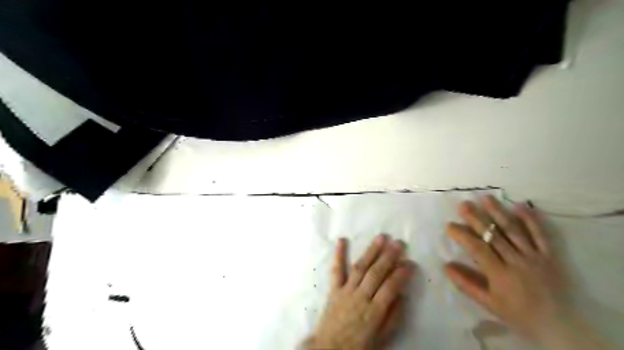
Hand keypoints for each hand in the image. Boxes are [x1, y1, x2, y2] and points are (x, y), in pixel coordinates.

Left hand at [307, 236, 414, 349]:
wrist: (330, 349)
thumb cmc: (359, 345)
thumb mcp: (382, 338)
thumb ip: (393, 317)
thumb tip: (402, 296)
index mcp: (374, 312)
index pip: (390, 288)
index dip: (401, 274)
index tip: (410, 263)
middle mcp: (360, 298)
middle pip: (376, 273)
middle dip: (388, 257)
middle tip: (398, 243)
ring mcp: (346, 291)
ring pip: (360, 268)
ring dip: (371, 251)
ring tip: (381, 238)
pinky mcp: (334, 289)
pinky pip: (336, 270)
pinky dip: (338, 255)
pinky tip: (341, 240)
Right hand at [444, 198, 569, 344]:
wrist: (559, 326)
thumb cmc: (518, 314)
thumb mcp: (488, 304)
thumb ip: (466, 284)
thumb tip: (446, 266)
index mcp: (500, 274)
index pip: (478, 249)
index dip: (463, 235)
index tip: (450, 225)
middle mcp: (517, 261)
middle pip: (494, 235)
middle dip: (477, 218)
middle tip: (464, 204)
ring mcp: (535, 256)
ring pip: (514, 231)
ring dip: (499, 213)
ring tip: (486, 198)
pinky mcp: (550, 255)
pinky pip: (541, 235)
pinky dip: (531, 220)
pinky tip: (520, 205)